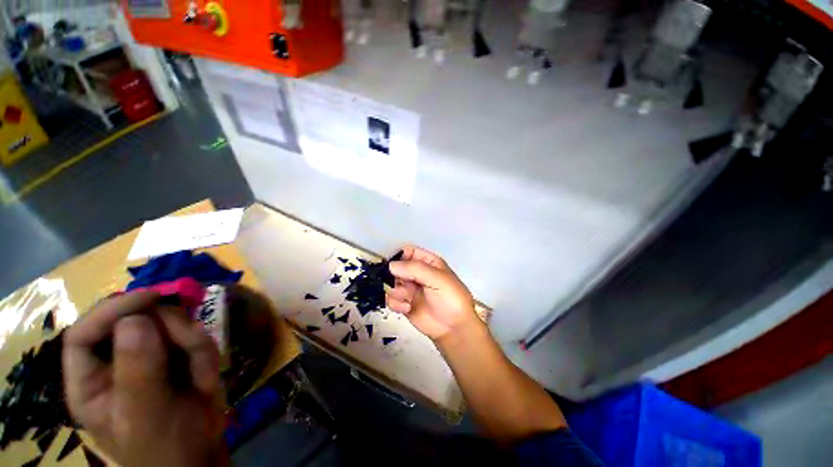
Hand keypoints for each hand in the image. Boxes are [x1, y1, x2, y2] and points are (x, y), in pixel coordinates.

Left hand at [63, 291, 227, 466]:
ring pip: (172, 326)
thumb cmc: (164, 447)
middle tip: (191, 343)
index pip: (85, 333)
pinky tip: (207, 378)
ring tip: (202, 375)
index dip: (112, 310)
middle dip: (169, 328)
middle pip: (136, 321)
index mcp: (91, 381)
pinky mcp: (179, 356)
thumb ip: (137, 371)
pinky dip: (207, 354)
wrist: (203, 455)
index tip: (150, 297)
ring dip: (194, 345)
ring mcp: (151, 357)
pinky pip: (196, 339)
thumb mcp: (146, 415)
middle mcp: (117, 362)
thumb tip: (135, 319)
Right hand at [386, 246, 479, 340]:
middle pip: (396, 268)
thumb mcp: (437, 279)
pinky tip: (407, 308)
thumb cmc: (451, 299)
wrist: (453, 328)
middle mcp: (416, 273)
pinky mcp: (404, 303)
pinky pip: (390, 299)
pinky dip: (396, 304)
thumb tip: (391, 265)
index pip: (408, 252)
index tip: (393, 266)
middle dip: (394, 276)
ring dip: (395, 291)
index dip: (399, 257)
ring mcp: (410, 288)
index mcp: (427, 262)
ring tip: (407, 298)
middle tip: (400, 285)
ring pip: (390, 283)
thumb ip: (415, 269)